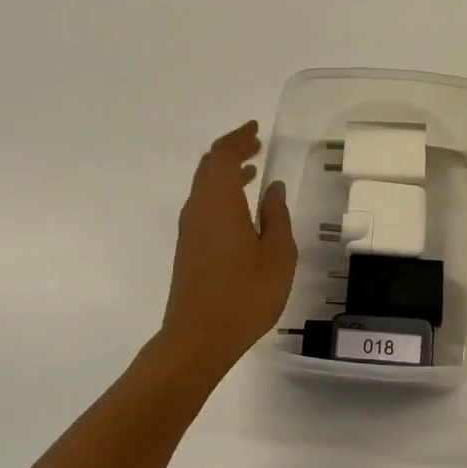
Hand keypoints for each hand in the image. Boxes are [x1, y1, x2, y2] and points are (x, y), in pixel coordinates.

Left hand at [159, 122, 296, 372]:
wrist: (198, 338)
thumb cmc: (244, 294)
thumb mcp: (277, 255)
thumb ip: (276, 217)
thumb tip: (272, 189)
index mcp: (219, 202)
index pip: (224, 156)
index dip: (238, 138)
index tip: (255, 129)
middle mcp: (198, 209)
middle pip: (209, 167)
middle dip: (231, 152)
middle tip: (255, 145)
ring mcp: (190, 230)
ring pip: (204, 187)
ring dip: (226, 173)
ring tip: (253, 170)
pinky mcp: (189, 248)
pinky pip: (203, 205)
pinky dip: (221, 193)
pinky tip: (241, 208)